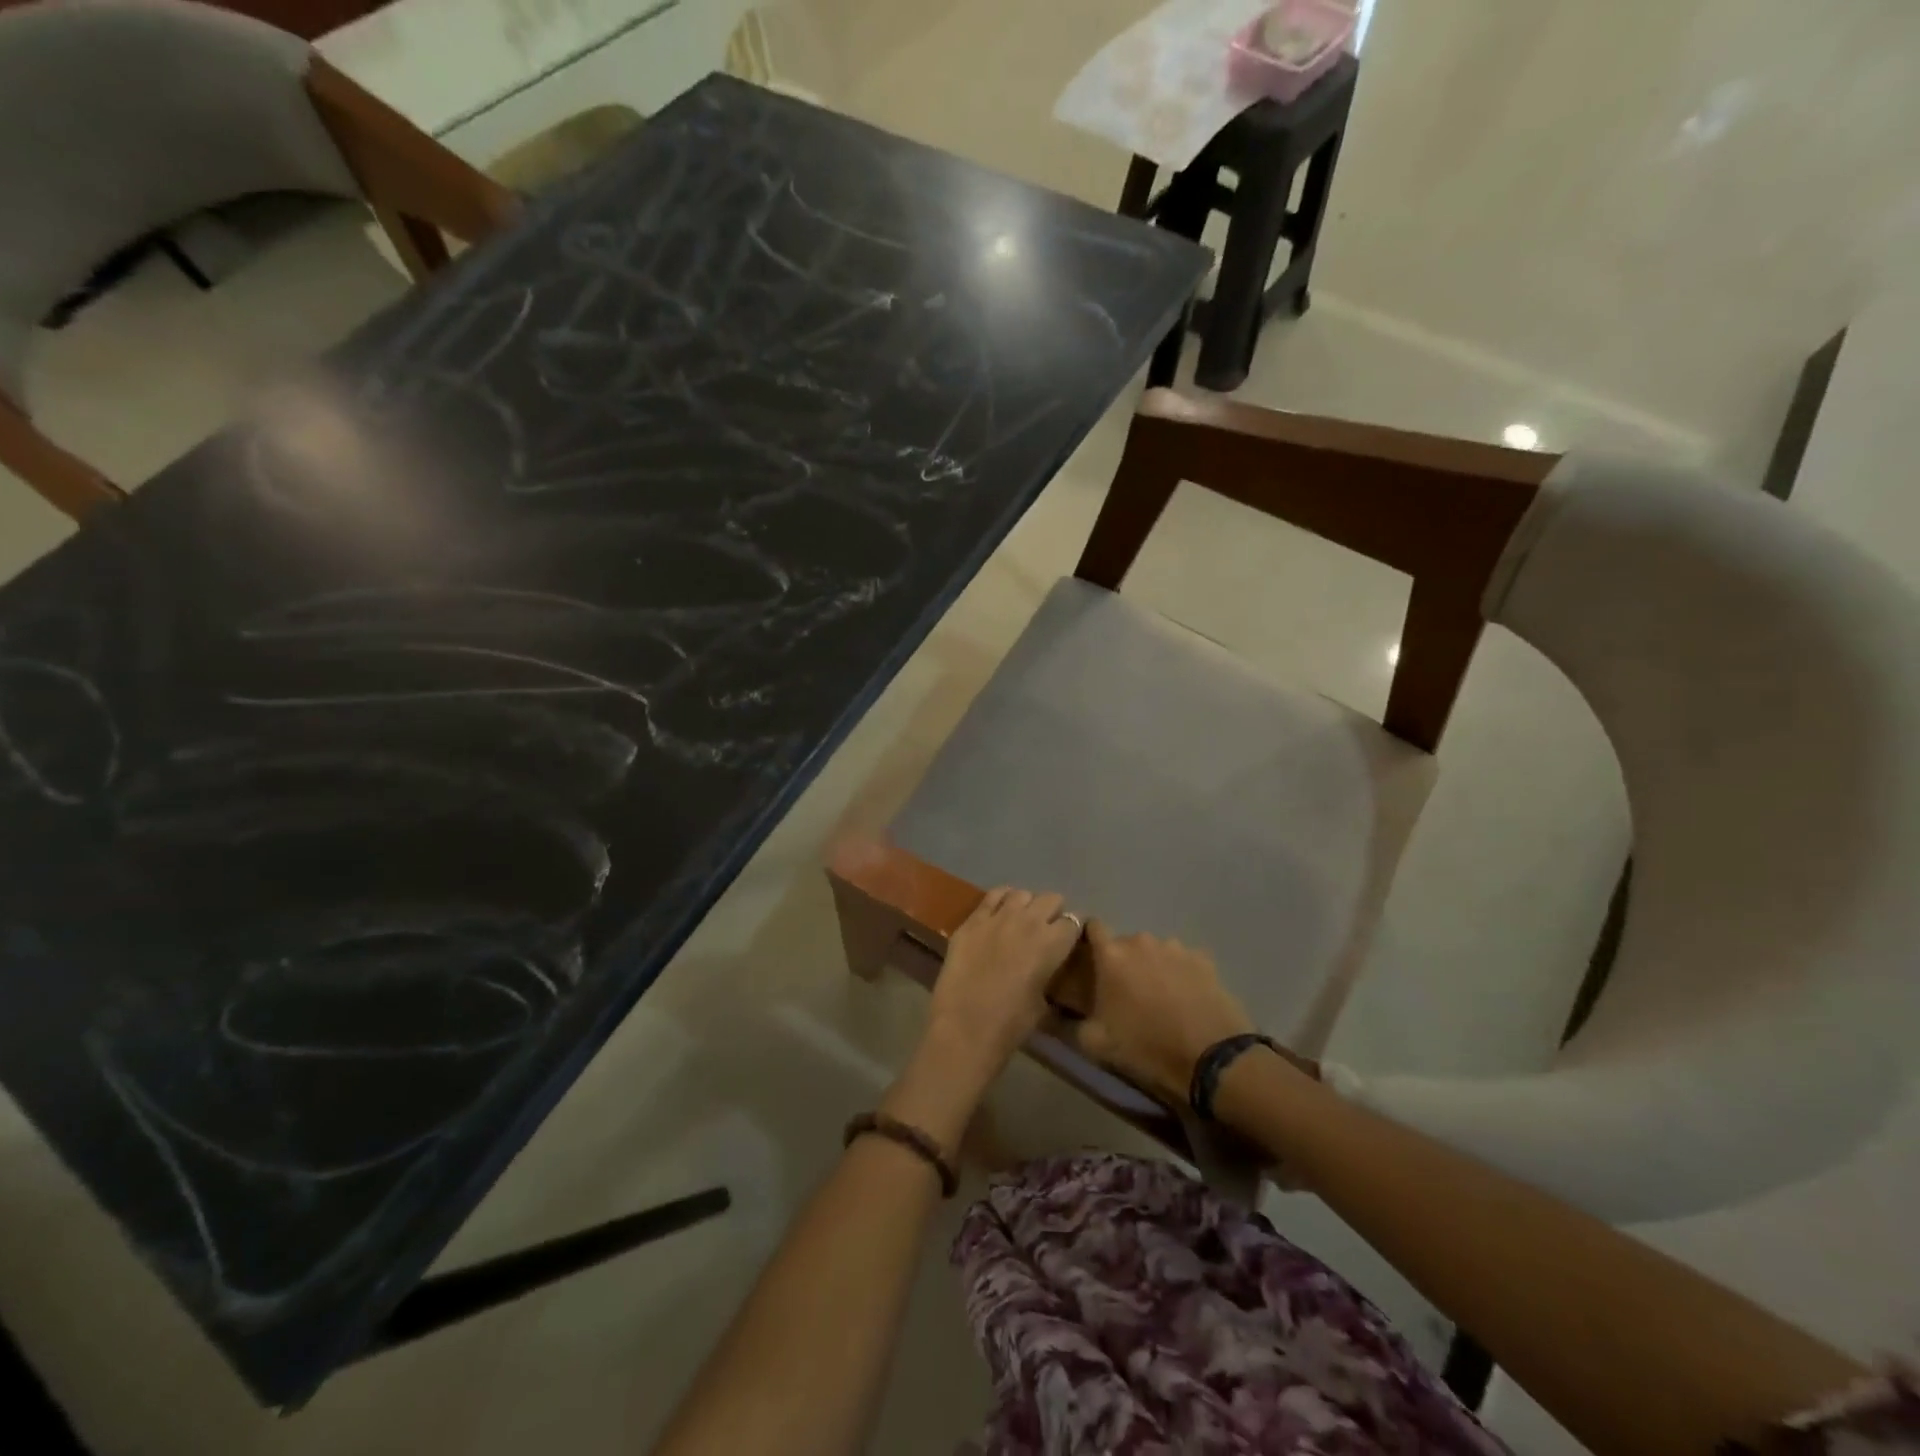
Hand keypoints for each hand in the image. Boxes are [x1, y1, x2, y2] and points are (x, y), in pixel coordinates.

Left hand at [920, 888, 1081, 1091]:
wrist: (965, 1027)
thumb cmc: (1011, 1024)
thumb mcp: (1043, 1004)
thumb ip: (1048, 976)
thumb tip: (1046, 969)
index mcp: (1053, 943)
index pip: (1074, 921)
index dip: (1072, 930)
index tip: (1068, 940)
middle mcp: (1029, 921)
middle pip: (1051, 899)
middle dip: (1053, 912)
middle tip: (1046, 929)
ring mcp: (998, 916)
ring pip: (1022, 894)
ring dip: (1026, 905)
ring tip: (1021, 920)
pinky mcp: (972, 920)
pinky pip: (992, 896)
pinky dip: (1000, 900)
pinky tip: (999, 911)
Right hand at [1073, 922, 1257, 1105]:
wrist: (1210, 1058)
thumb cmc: (1146, 1047)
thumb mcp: (1095, 1044)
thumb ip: (1071, 1022)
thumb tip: (1055, 1013)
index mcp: (1111, 955)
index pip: (1092, 927)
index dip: (1088, 939)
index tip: (1088, 959)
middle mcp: (1141, 941)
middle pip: (1125, 943)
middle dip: (1123, 962)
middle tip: (1126, 991)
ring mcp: (1175, 947)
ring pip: (1155, 951)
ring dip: (1152, 967)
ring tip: (1160, 997)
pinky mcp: (1203, 959)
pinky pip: (1183, 961)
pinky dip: (1180, 974)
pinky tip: (1186, 998)